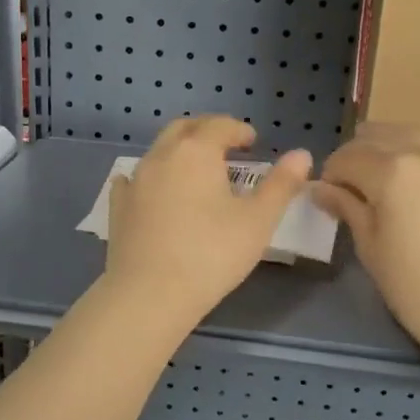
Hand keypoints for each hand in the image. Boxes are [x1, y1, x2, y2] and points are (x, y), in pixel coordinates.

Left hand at [103, 117, 312, 327]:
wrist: (150, 294)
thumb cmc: (211, 254)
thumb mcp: (258, 221)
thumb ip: (281, 185)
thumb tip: (301, 155)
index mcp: (196, 152)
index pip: (220, 126)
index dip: (238, 129)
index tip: (252, 141)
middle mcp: (161, 156)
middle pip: (184, 128)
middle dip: (206, 130)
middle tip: (225, 146)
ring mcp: (135, 181)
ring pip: (158, 151)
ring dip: (179, 152)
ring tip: (196, 172)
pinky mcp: (118, 207)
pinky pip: (132, 180)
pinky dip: (148, 177)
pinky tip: (152, 190)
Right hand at [314, 123, 419, 360]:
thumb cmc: (415, 287)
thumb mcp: (370, 247)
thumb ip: (346, 207)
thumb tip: (319, 188)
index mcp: (391, 171)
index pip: (347, 157)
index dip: (331, 174)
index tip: (328, 194)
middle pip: (379, 136)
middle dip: (358, 155)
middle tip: (352, 184)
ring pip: (414, 132)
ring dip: (392, 146)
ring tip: (387, 174)